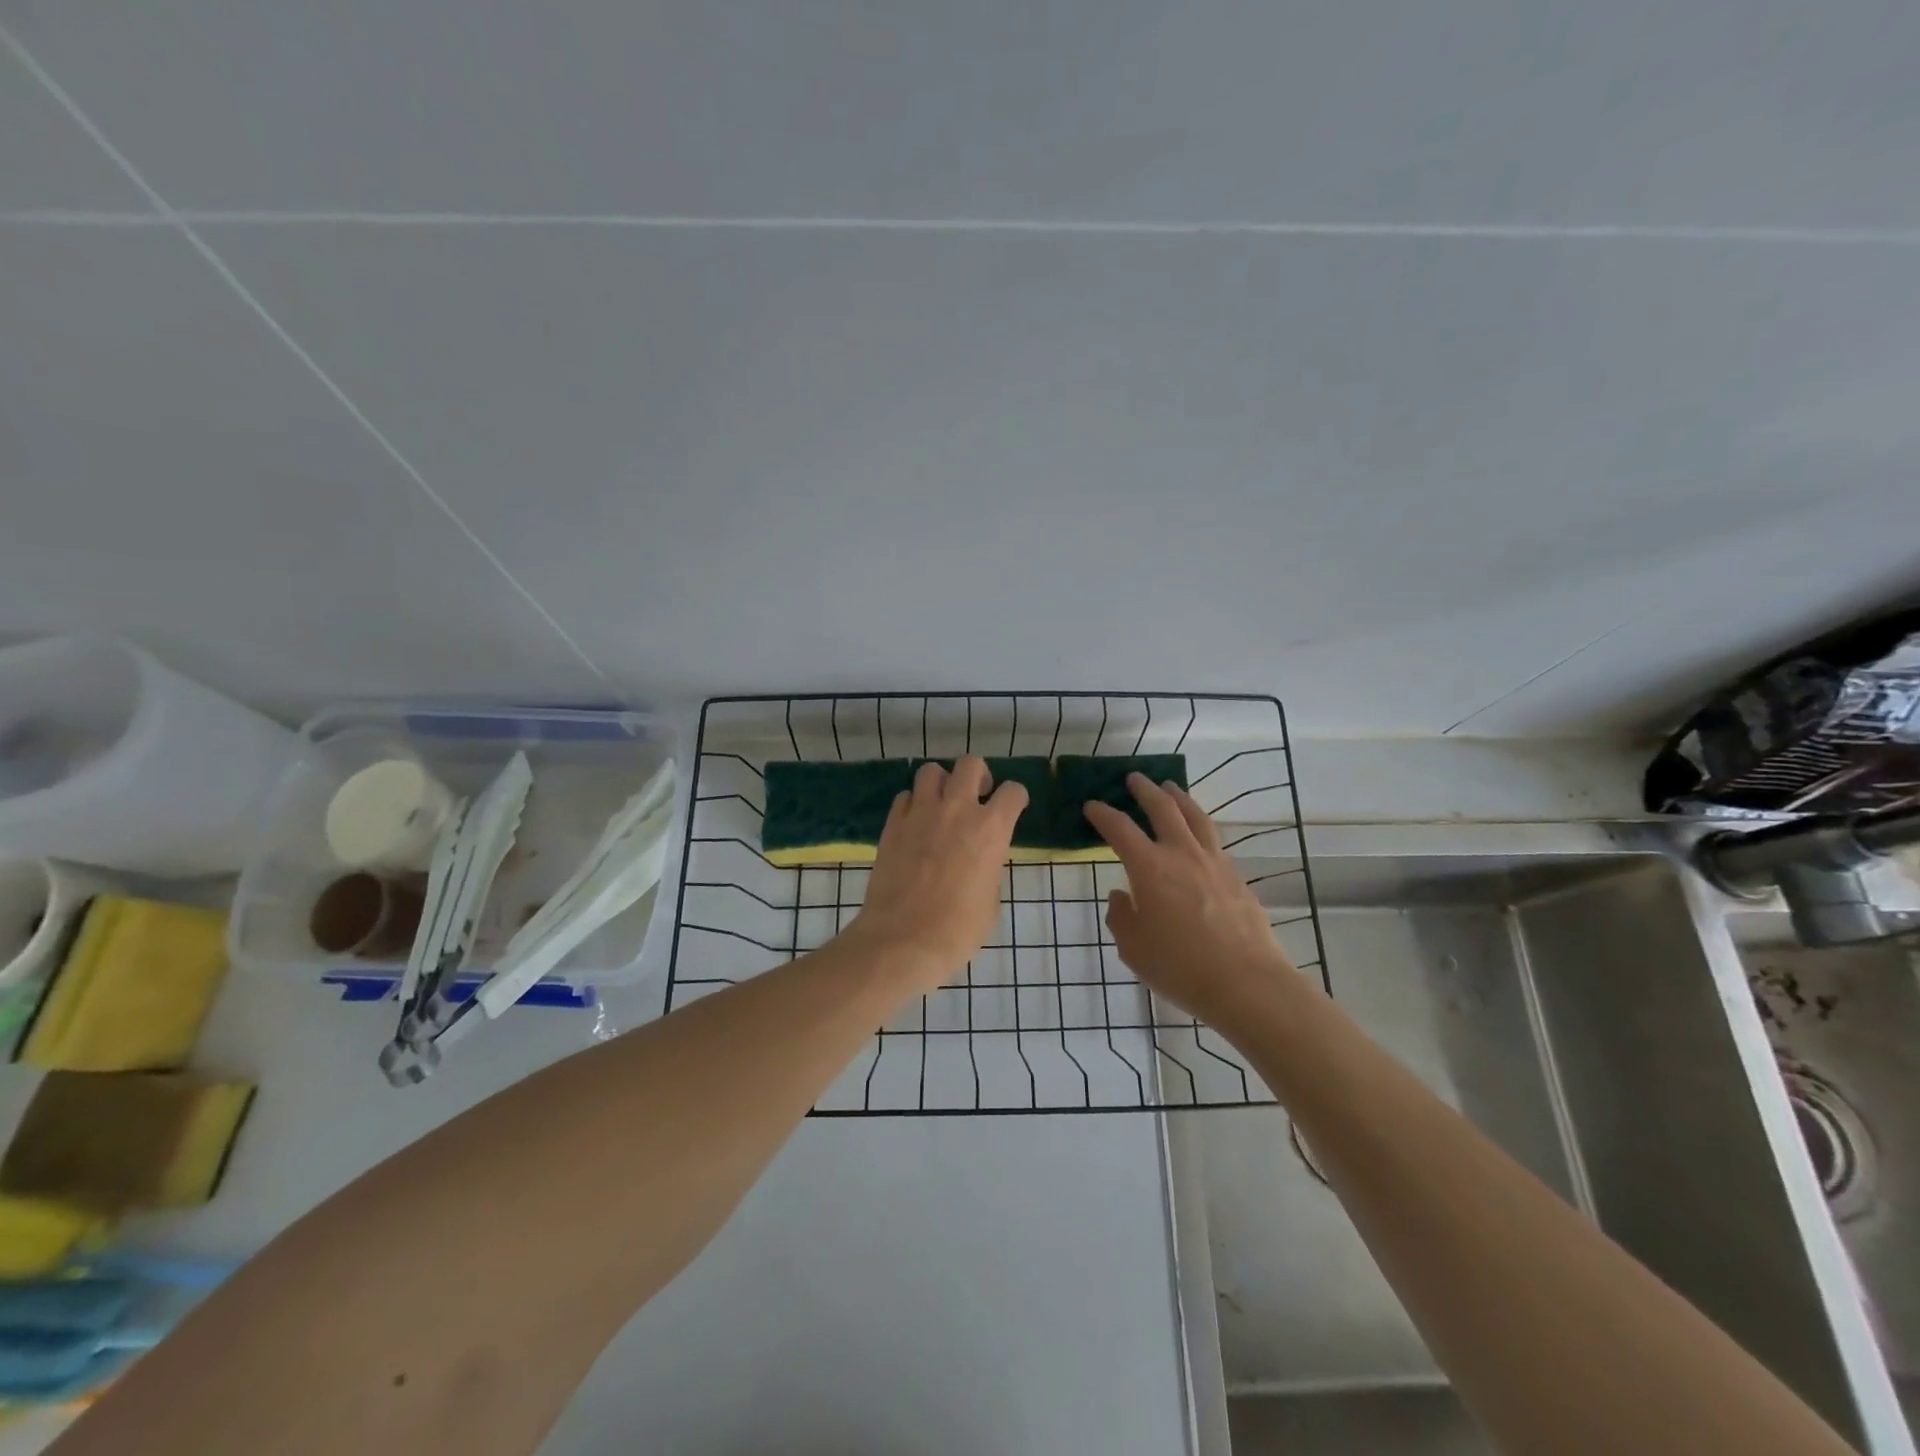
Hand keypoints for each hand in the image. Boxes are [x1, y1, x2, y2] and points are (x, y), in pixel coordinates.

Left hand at [850, 756, 1026, 986]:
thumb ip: (989, 867)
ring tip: (942, 804)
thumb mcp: (990, 900)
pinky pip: (904, 797)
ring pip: (931, 770)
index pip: (1013, 791)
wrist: (902, 940)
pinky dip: (913, 804)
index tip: (1013, 807)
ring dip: (941, 783)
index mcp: (991, 829)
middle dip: (978, 775)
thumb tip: (981, 859)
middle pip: (970, 764)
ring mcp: (921, 813)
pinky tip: (915, 823)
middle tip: (977, 796)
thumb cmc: (957, 930)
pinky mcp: (892, 824)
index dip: (1016, 798)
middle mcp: (957, 809)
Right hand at [1084, 774, 1299, 1030]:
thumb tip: (1122, 895)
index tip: (1092, 806)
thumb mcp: (1134, 948)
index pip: (1120, 829)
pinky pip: (1214, 840)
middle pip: (1163, 809)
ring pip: (1196, 817)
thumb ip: (1122, 917)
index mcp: (1150, 868)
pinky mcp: (1237, 878)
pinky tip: (1198, 836)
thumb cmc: (1180, 967)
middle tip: (1134, 778)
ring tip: (1170, 788)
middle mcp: (1182, 855)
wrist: (1247, 983)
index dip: (1103, 814)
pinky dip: (1200, 827)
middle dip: (1145, 791)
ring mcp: (1214, 863)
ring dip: (1179, 798)